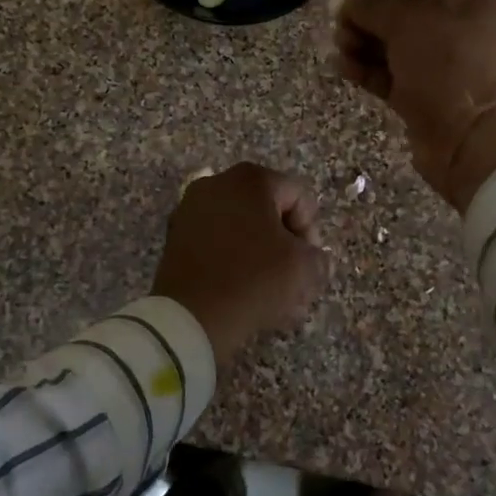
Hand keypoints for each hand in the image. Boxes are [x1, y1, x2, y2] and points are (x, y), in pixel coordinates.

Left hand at [151, 163, 328, 372]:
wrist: (190, 316)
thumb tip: (314, 258)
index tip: (309, 263)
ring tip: (274, 295)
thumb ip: (318, 256)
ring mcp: (192, 209)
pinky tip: (247, 293)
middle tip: (295, 280)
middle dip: (286, 246)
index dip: (311, 231)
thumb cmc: (253, 279)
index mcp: (250, 179)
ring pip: (243, 230)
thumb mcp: (303, 267)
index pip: (299, 197)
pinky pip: (218, 243)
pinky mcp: (177, 236)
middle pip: (269, 211)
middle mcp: (217, 183)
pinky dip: (235, 262)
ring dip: (263, 257)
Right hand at [336, 0, 495, 211]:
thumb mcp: (409, 25)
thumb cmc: (447, 67)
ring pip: (395, 49)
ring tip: (338, 46)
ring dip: (363, 44)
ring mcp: (442, 70)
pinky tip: (341, 66)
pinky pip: (391, 77)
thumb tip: (350, 0)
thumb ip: (375, 8)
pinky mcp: (424, 100)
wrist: (472, 140)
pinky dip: (367, 71)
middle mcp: (458, 34)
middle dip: (369, 19)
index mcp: (468, 5)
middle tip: (339, 25)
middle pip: (405, 18)